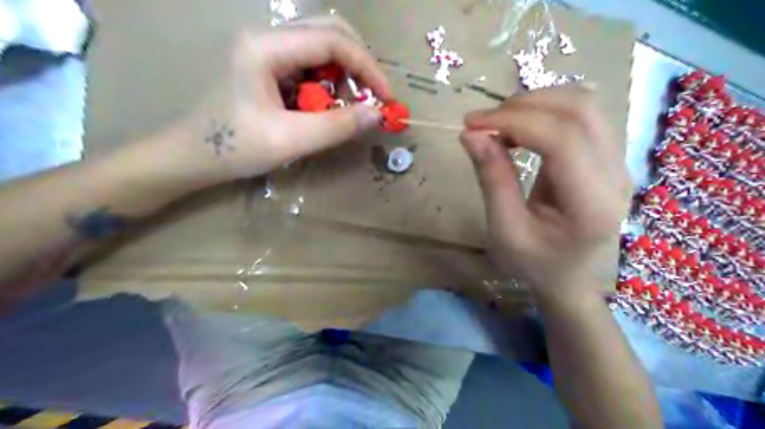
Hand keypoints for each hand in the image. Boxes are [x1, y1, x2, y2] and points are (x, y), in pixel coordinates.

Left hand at [171, 15, 391, 185]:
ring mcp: (266, 50)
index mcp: (265, 48)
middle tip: (368, 98)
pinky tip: (321, 109)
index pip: (332, 40)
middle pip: (329, 31)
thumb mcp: (290, 141)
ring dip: (342, 77)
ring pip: (321, 47)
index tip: (384, 98)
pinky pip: (309, 65)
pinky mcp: (268, 66)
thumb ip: (337, 126)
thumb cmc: (234, 149)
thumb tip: (378, 114)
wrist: (192, 157)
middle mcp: (267, 38)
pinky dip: (326, 85)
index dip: (366, 67)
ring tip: (338, 111)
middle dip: (357, 65)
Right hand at [463, 86, 630, 301]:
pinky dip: (546, 111)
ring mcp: (618, 163)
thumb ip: (491, 179)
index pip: (562, 139)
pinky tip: (521, 127)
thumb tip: (470, 134)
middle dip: (524, 105)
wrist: (569, 277)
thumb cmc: (534, 263)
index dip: (514, 121)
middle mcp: (616, 176)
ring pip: (584, 105)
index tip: (472, 124)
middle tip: (484, 122)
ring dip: (536, 103)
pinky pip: (583, 116)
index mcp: (591, 204)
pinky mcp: (609, 157)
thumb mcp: (504, 230)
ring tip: (500, 123)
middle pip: (579, 111)